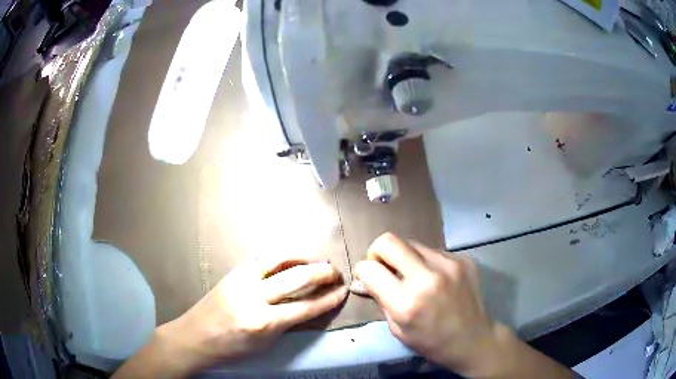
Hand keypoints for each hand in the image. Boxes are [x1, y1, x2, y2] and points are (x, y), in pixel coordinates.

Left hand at [122, 256, 346, 376]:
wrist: (196, 336)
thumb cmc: (232, 347)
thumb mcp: (265, 343)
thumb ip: (288, 324)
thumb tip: (310, 307)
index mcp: (264, 322)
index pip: (306, 307)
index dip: (329, 298)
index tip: (343, 291)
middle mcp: (254, 297)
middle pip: (296, 277)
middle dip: (322, 272)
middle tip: (336, 271)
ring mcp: (242, 279)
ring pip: (278, 257)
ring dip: (302, 255)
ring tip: (317, 259)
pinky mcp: (234, 271)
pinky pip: (262, 257)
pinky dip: (282, 255)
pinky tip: (292, 257)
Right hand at [352, 233, 501, 376]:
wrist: (474, 338)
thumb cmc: (432, 342)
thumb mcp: (398, 329)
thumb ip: (380, 300)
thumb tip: (364, 279)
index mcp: (407, 303)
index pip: (370, 269)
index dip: (363, 271)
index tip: (368, 277)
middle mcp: (428, 277)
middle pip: (389, 240)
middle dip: (378, 252)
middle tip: (384, 267)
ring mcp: (449, 264)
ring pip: (412, 243)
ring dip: (405, 257)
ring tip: (415, 276)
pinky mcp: (463, 258)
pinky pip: (434, 250)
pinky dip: (427, 262)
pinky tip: (436, 279)